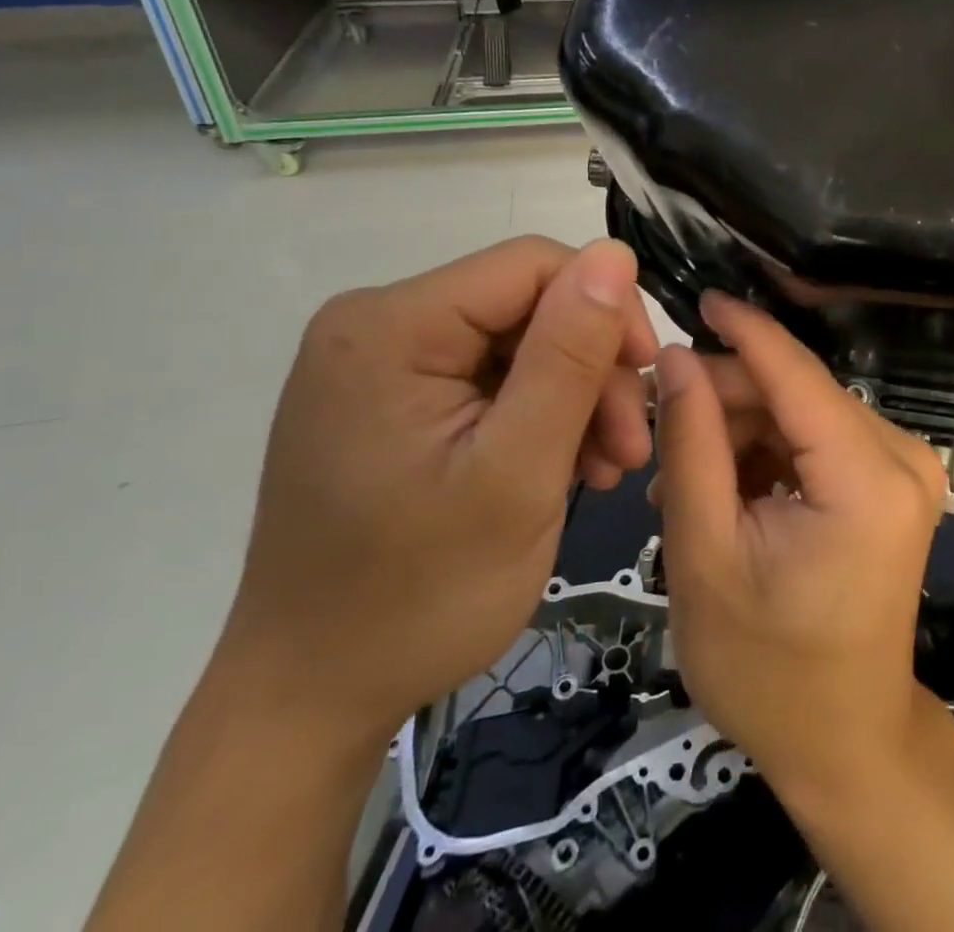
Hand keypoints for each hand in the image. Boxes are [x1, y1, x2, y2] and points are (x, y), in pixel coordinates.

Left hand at [211, 236, 658, 747]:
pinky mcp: (390, 397)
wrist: (310, 701)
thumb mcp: (517, 472)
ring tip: (605, 468)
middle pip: (528, 304)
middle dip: (591, 370)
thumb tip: (615, 253)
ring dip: (574, 397)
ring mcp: (379, 361)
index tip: (643, 385)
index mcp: (391, 325)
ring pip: (519, 341)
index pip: (534, 265)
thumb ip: (569, 355)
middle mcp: (376, 324)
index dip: (606, 310)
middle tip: (628, 451)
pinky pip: (489, 376)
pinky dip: (538, 415)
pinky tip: (565, 466)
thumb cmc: (418, 595)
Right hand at [652, 292, 948, 804]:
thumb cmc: (767, 669)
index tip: (694, 300)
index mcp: (867, 480)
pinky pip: (818, 439)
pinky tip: (722, 486)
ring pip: (803, 412)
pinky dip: (768, 453)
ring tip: (679, 477)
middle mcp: (902, 457)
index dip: (743, 331)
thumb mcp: (706, 555)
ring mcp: (906, 468)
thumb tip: (677, 358)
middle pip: (796, 393)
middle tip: (657, 428)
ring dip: (740, 431)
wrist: (845, 741)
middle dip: (725, 400)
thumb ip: (692, 446)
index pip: (796, 375)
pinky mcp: (894, 481)